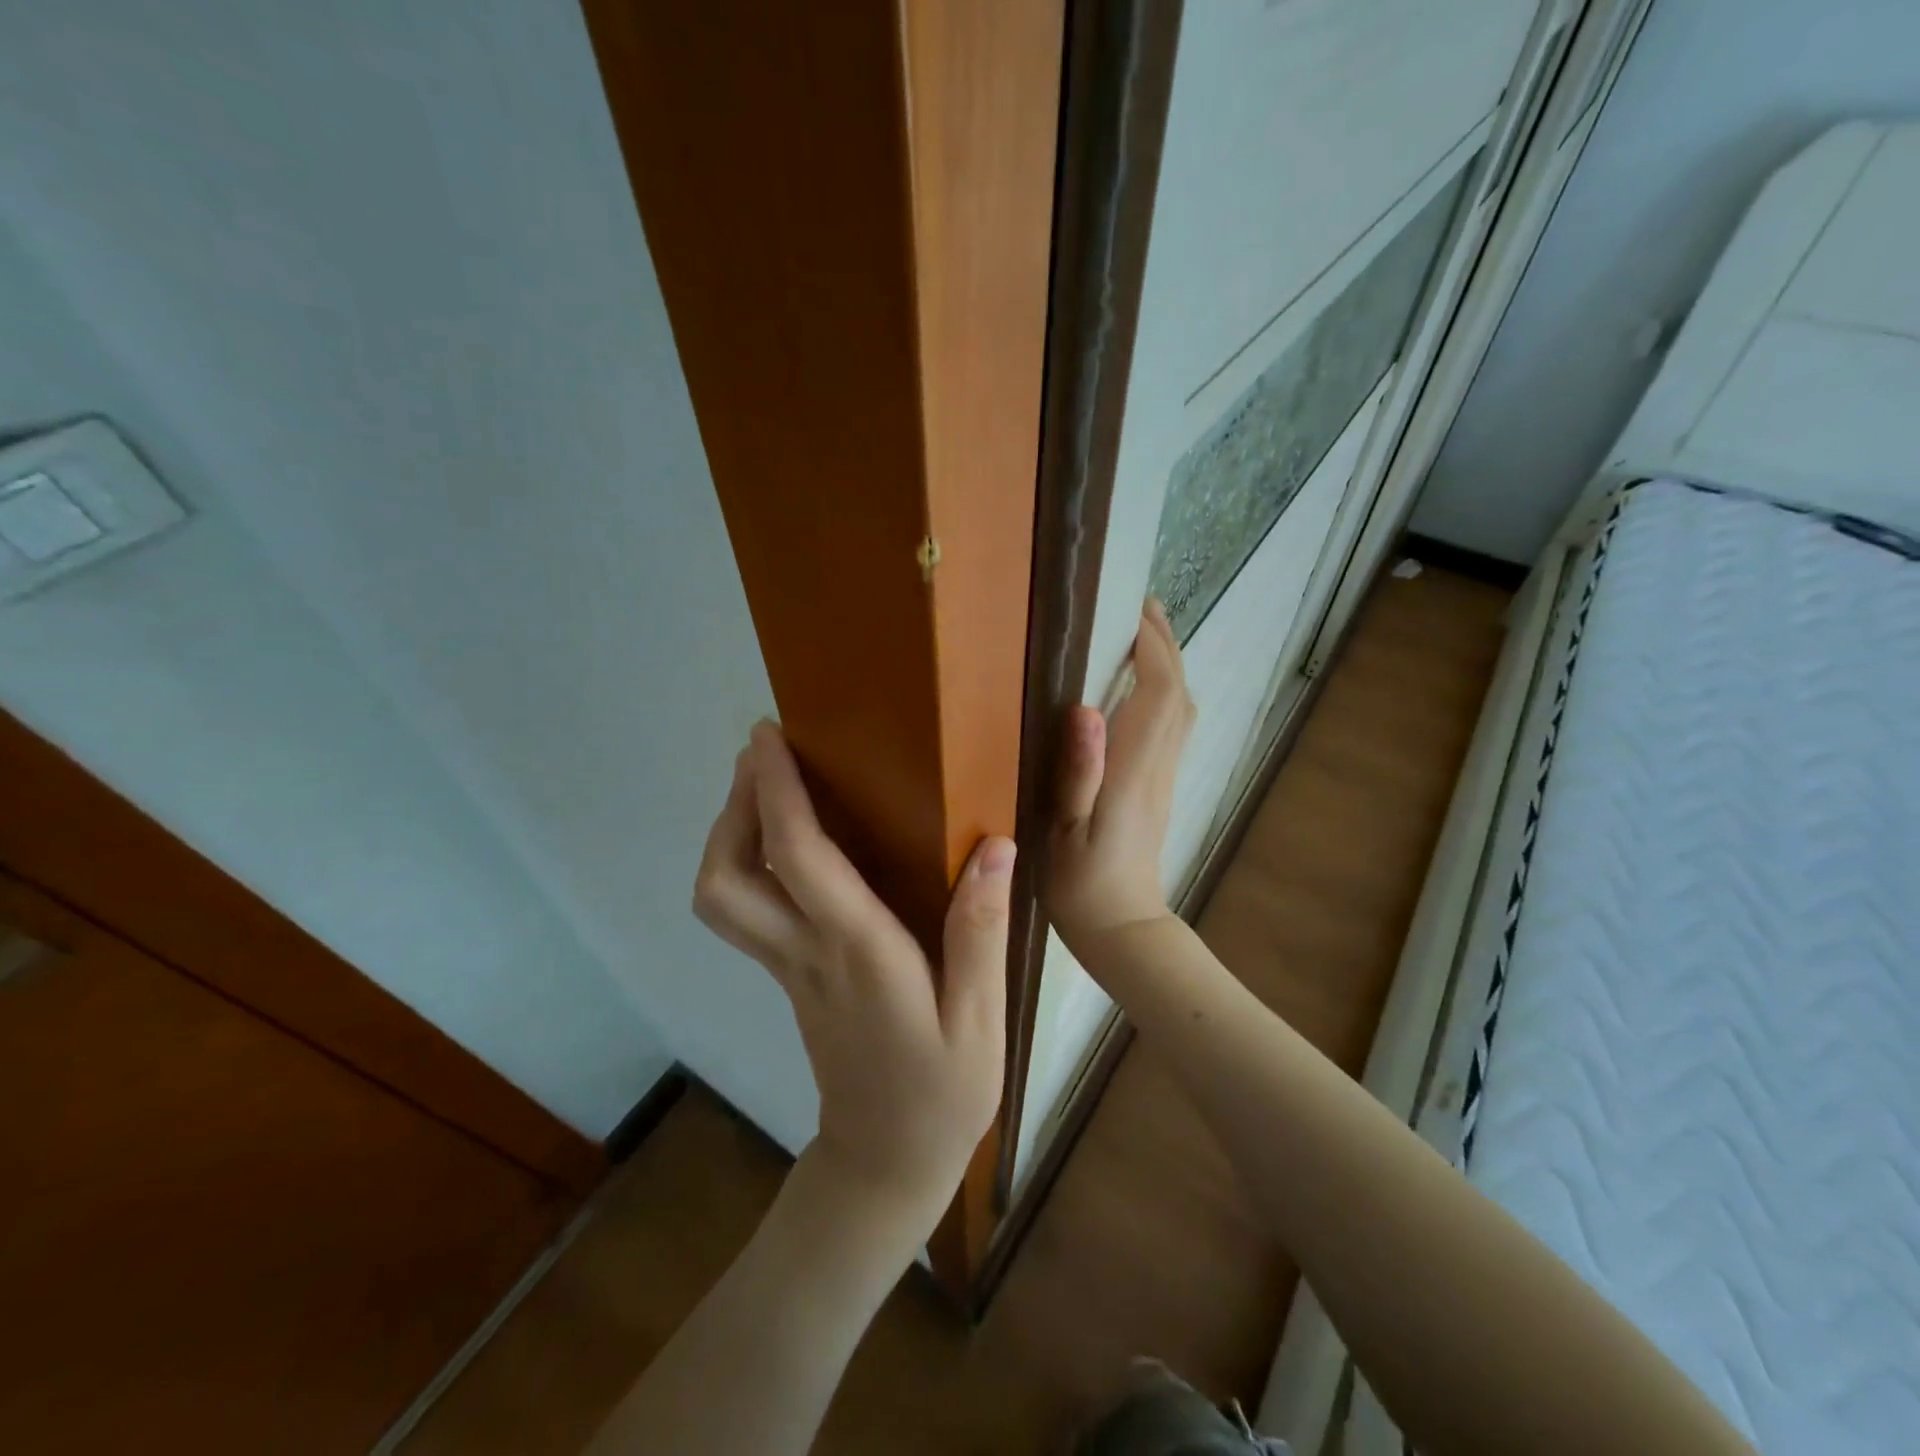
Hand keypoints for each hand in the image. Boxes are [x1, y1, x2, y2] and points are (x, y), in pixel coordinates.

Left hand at [692, 722, 1010, 1233]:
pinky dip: (746, 861)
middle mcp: (806, 953)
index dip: (776, 793)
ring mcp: (786, 968)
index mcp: (857, 953)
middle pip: (726, 880)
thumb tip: (994, 848)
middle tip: (762, 756)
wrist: (884, 1162)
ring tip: (767, 785)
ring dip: (730, 832)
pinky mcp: (787, 976)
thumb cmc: (941, 1090)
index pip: (801, 860)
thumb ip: (981, 930)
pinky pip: (745, 909)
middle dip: (733, 808)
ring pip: (722, 897)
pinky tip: (785, 839)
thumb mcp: (981, 1018)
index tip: (770, 740)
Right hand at [1047, 599, 1194, 955]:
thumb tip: (1085, 709)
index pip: (1159, 693)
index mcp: (1134, 771)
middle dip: (1164, 644)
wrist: (1121, 927)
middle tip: (1140, 607)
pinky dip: (1165, 692)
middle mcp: (1158, 766)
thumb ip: (1078, 773)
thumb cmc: (1081, 883)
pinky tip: (1142, 688)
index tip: (1134, 609)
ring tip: (1141, 636)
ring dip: (1168, 665)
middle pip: (1178, 692)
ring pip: (1182, 708)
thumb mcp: (1064, 831)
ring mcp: (1164, 777)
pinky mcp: (1159, 787)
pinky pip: (1174, 725)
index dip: (1152, 647)